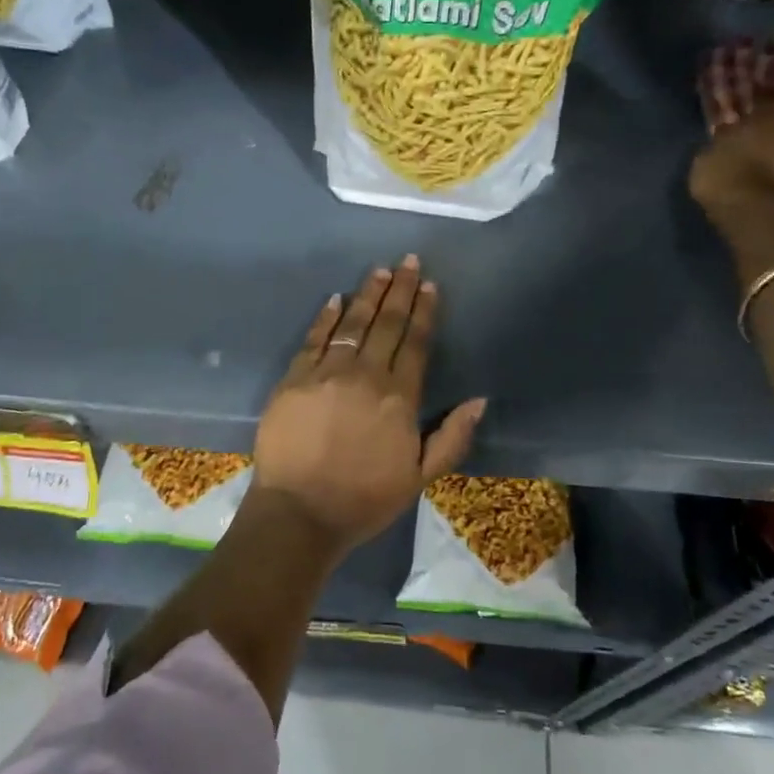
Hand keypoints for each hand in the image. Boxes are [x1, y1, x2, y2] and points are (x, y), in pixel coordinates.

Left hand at [253, 254, 486, 551]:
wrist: (300, 512)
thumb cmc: (364, 499)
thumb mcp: (420, 477)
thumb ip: (452, 437)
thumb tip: (479, 399)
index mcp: (399, 397)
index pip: (416, 343)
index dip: (424, 312)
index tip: (430, 285)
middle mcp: (366, 376)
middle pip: (387, 325)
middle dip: (400, 290)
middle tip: (408, 261)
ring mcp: (326, 373)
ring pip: (352, 324)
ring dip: (367, 295)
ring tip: (379, 271)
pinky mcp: (294, 379)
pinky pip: (313, 339)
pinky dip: (326, 318)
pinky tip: (335, 299)